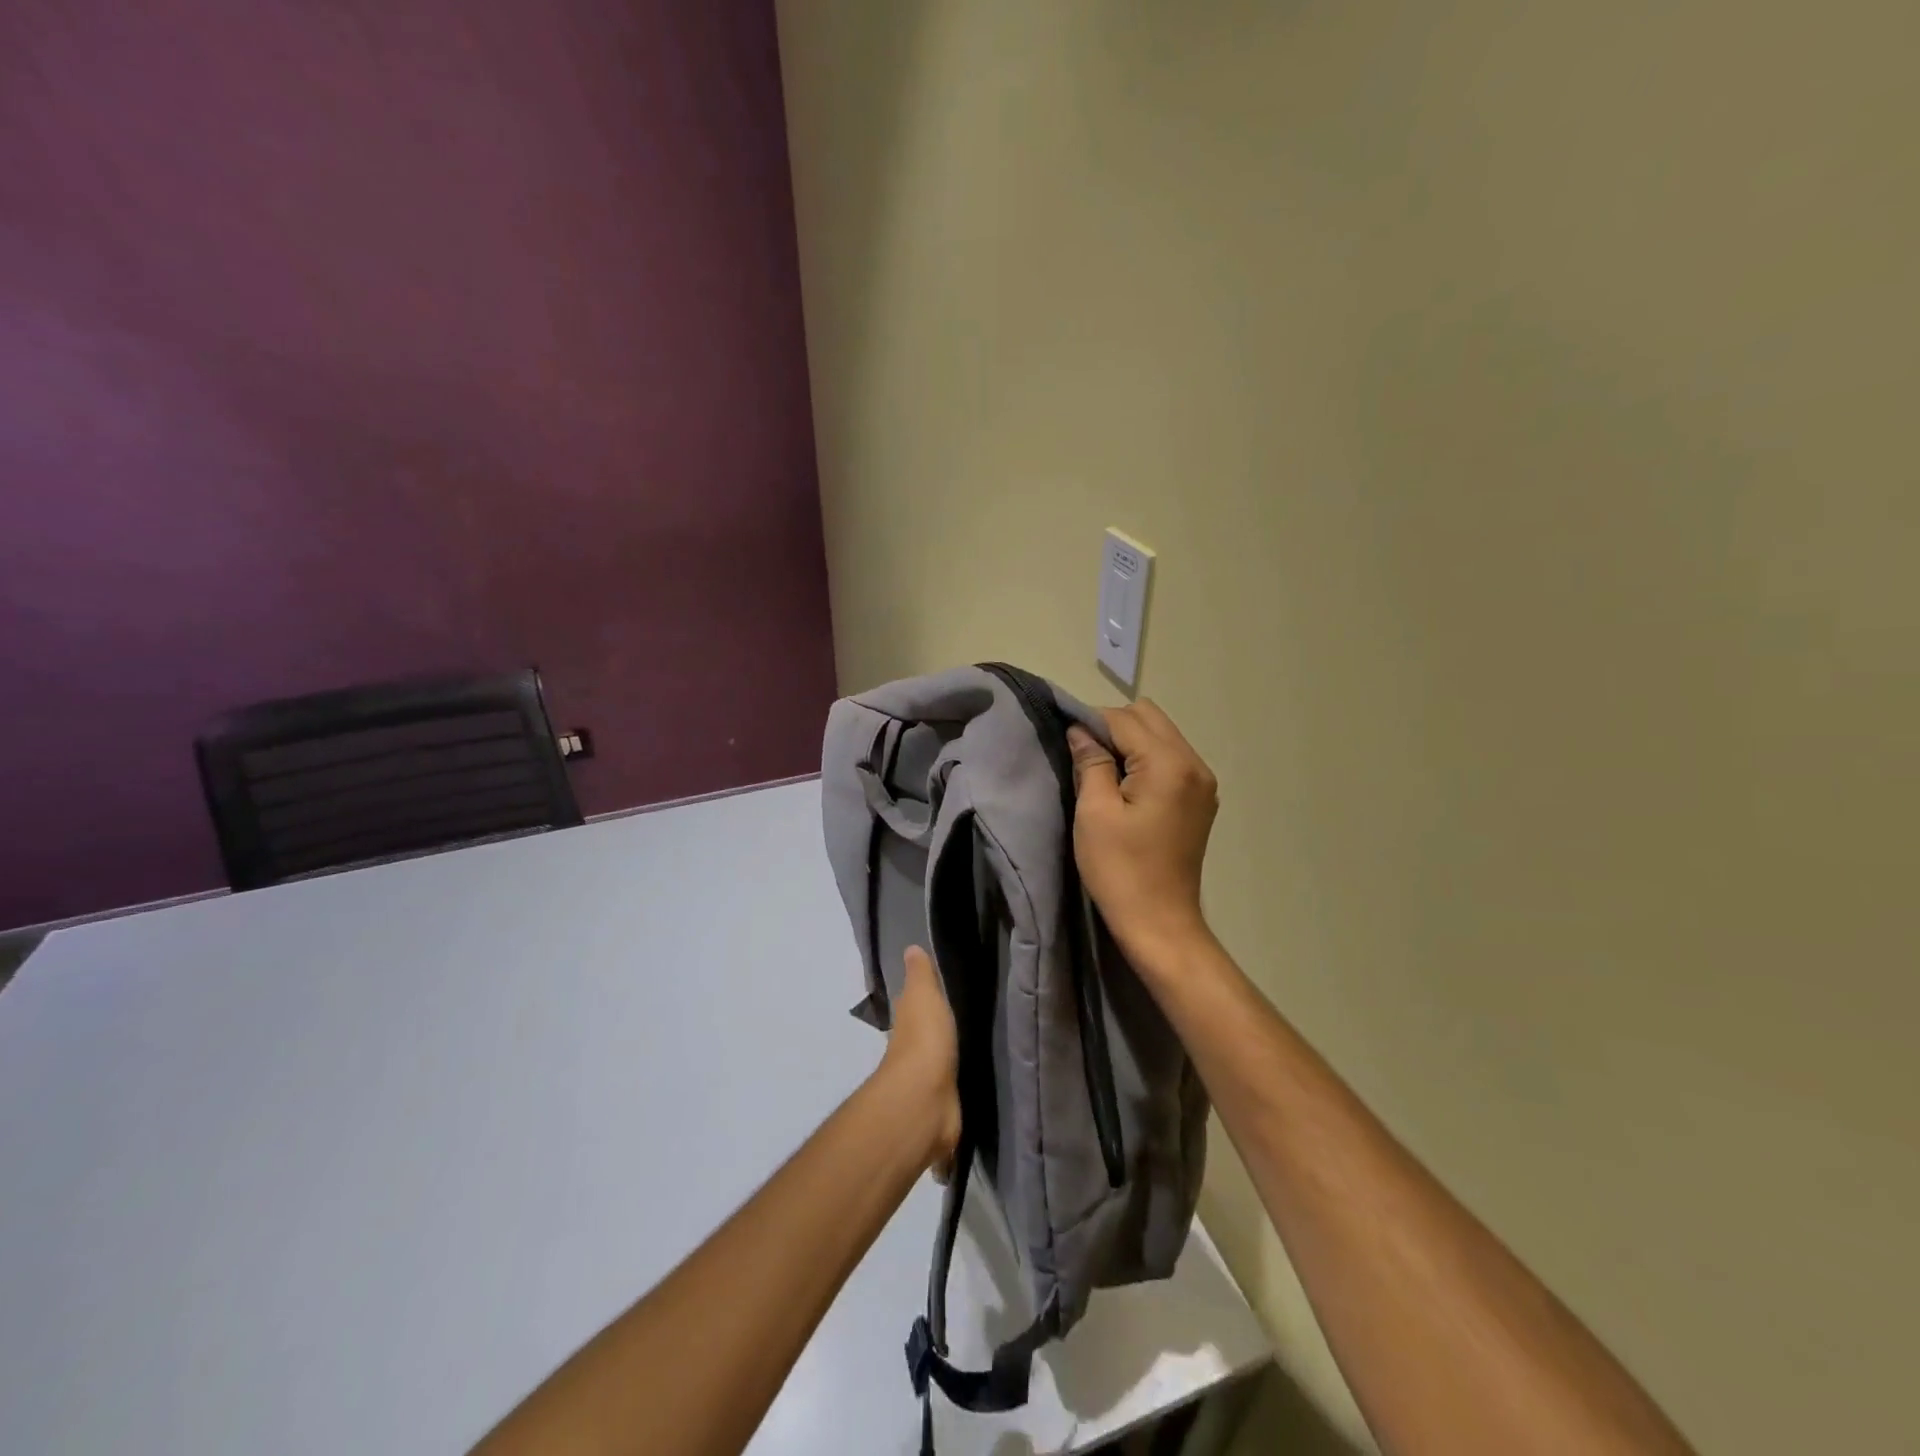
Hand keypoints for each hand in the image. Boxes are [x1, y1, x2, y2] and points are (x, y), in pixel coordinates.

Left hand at [878, 946, 961, 1172]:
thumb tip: (910, 948)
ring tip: (973, 1053)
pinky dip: (956, 1092)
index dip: (923, 997)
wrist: (926, 1100)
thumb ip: (920, 974)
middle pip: (926, 1036)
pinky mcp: (943, 1109)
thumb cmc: (924, 1039)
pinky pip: (952, 1093)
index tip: (939, 991)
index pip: (914, 1004)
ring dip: (947, 1062)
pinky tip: (974, 1088)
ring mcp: (927, 1083)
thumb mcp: (923, 995)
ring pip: (938, 1065)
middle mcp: (913, 1051)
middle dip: (937, 1032)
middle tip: (962, 1021)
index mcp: (909, 1022)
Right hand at [1067, 701, 1218, 967]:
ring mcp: (1203, 782)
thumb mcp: (1094, 812)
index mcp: (1169, 764)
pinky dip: (1147, 760)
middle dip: (1113, 727)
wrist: (1159, 923)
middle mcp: (1195, 764)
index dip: (1091, 724)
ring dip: (1130, 743)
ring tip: (1104, 774)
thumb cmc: (1120, 870)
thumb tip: (1080, 730)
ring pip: (1161, 735)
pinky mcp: (1201, 799)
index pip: (1124, 719)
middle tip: (1086, 759)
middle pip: (1149, 717)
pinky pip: (1171, 758)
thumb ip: (1090, 762)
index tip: (1067, 745)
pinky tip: (1128, 788)